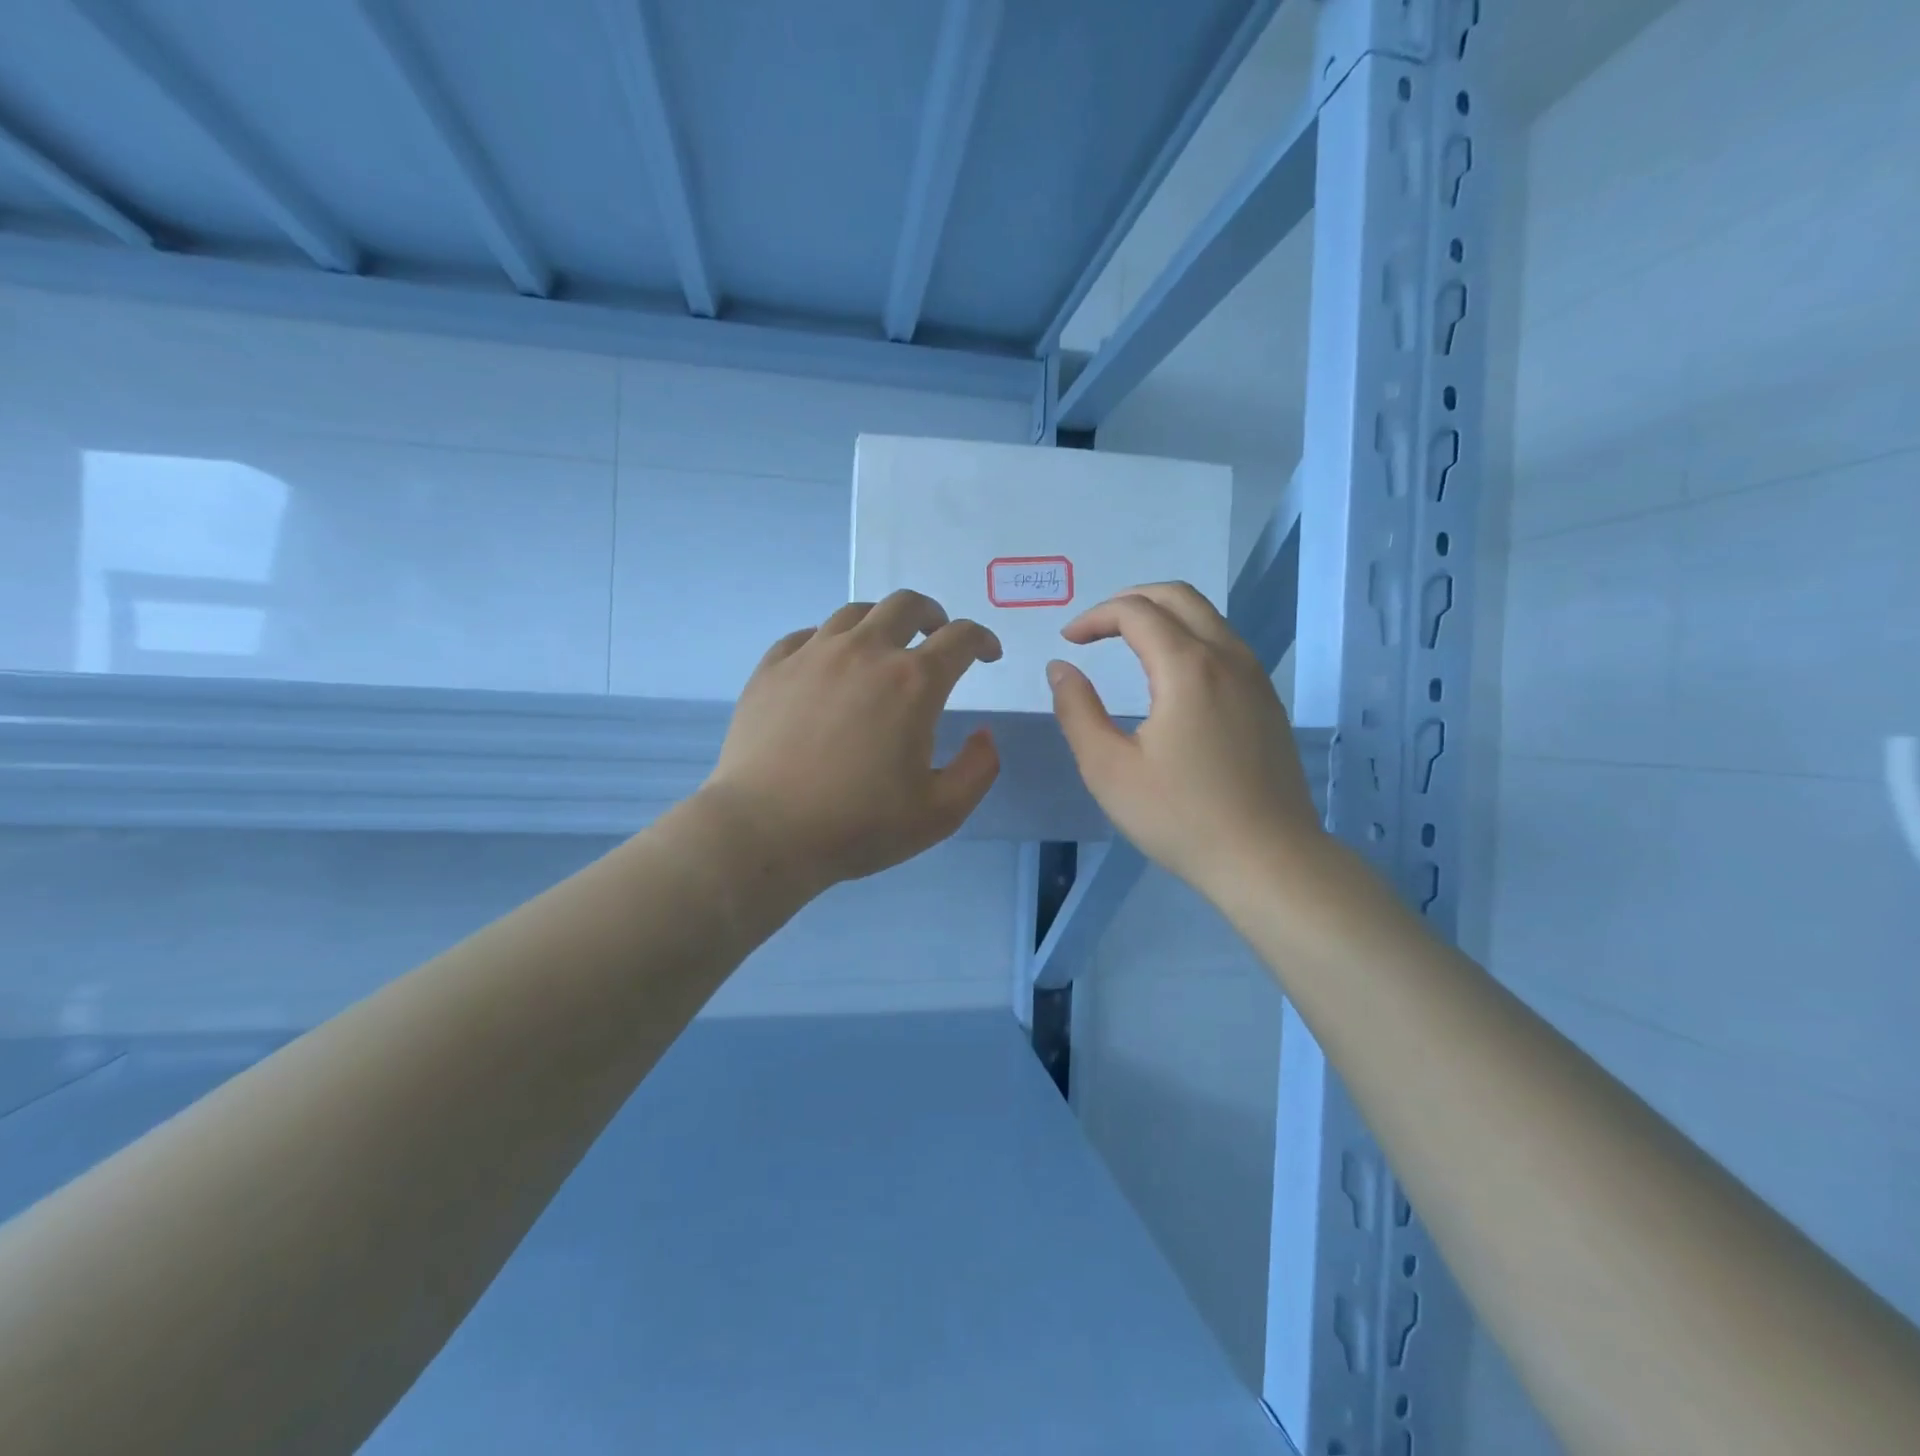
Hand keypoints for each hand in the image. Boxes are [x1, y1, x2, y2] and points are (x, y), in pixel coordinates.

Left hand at [702, 591, 1002, 891]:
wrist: (764, 832)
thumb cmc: (858, 825)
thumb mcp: (940, 813)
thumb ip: (978, 769)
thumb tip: (984, 735)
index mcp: (912, 682)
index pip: (960, 638)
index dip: (982, 640)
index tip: (987, 654)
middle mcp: (865, 652)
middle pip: (905, 605)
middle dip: (932, 614)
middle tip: (937, 635)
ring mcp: (812, 655)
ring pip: (854, 613)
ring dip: (882, 622)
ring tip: (884, 647)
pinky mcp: (772, 668)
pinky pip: (807, 635)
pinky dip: (830, 641)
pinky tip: (828, 665)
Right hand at [1047, 582, 1323, 896]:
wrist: (1268, 859)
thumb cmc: (1180, 817)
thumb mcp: (1108, 769)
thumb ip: (1077, 711)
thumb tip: (1061, 668)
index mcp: (1187, 667)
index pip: (1136, 611)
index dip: (1095, 616)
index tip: (1069, 640)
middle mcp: (1228, 657)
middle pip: (1179, 596)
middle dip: (1131, 600)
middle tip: (1097, 627)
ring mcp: (1255, 678)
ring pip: (1208, 617)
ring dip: (1163, 615)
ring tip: (1128, 642)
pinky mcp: (1267, 701)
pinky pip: (1225, 645)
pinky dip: (1189, 637)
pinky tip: (1171, 676)